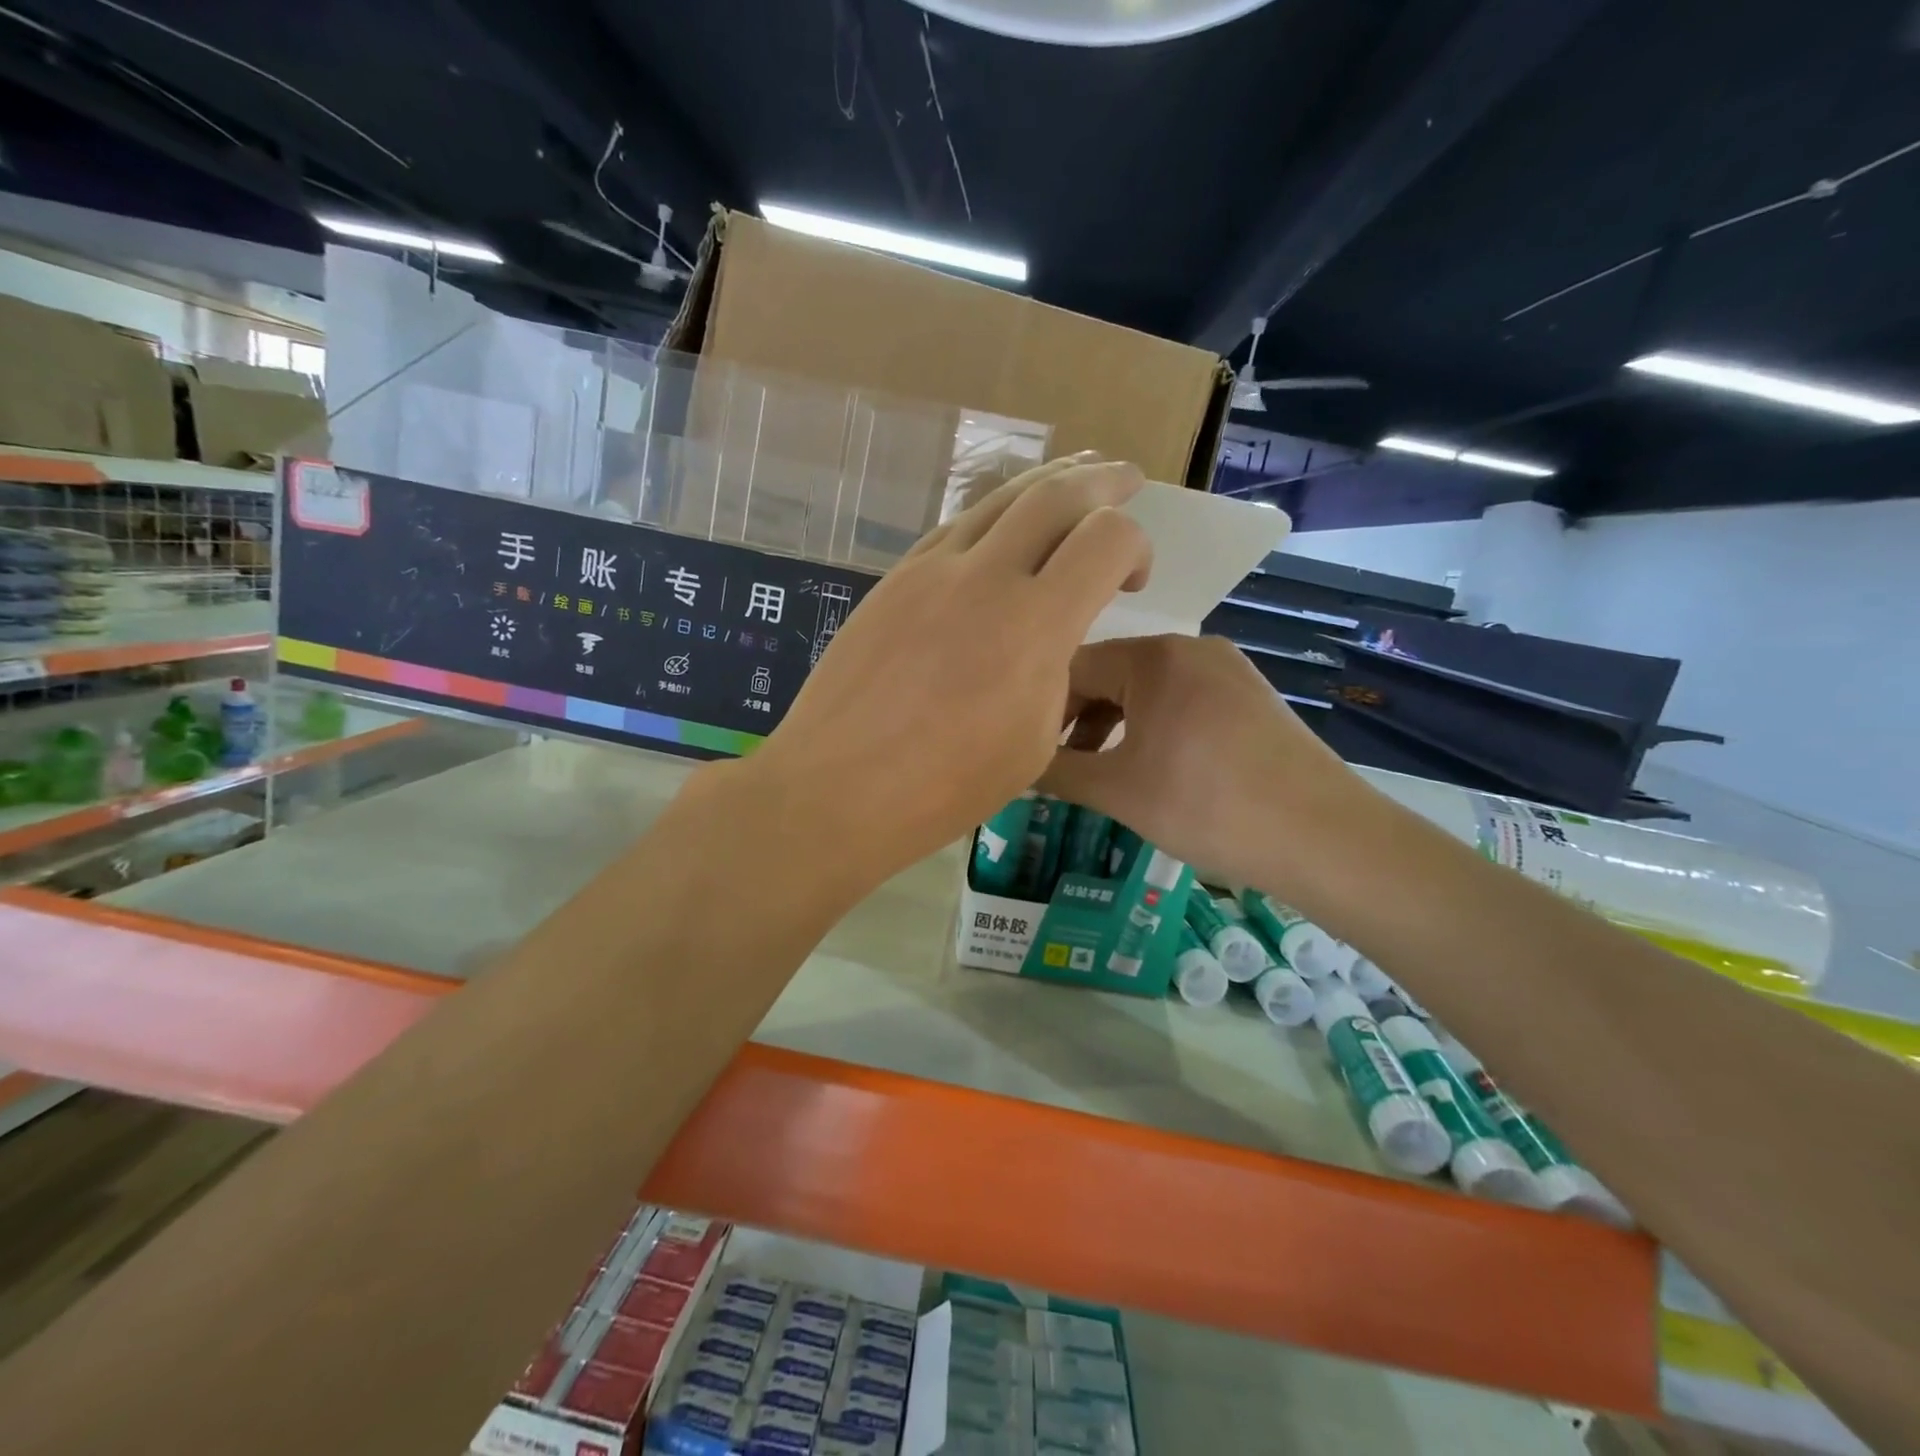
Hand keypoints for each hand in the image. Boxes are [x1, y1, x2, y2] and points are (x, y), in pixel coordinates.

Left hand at [739, 456, 1150, 886]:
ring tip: (1073, 478)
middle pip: (1055, 495)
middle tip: (1125, 480)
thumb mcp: (1033, 742)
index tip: (1133, 580)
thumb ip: (1055, 673)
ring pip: (998, 499)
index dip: (1137, 545)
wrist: (838, 787)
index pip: (1106, 539)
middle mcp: (984, 578)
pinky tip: (1000, 527)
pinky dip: (992, 516)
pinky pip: (954, 527)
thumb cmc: (944, 787)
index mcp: (1033, 626)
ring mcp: (930, 571)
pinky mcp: (893, 580)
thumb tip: (1049, 640)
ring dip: (1045, 485)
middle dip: (1101, 482)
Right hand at [1038, 635, 1367, 889]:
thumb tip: (1010, 765)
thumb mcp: (1117, 791)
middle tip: (1056, 767)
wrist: (1324, 838)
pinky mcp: (1250, 697)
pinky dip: (1152, 730)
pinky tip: (1149, 769)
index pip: (1072, 666)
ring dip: (1113, 728)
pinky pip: (1181, 702)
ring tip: (1098, 774)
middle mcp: (1191, 647)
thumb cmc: (1206, 806)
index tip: (1021, 748)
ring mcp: (1227, 670)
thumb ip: (1055, 772)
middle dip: (1076, 721)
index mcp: (1154, 655)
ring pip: (1146, 691)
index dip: (1039, 707)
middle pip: (1110, 675)